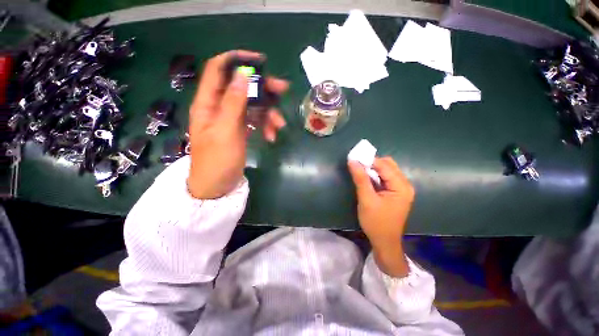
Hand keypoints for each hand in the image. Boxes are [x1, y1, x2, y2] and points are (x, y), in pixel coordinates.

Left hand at [187, 50, 288, 198]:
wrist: (217, 187)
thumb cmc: (217, 161)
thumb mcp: (225, 131)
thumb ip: (233, 103)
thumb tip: (244, 74)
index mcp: (208, 103)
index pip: (218, 70)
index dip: (237, 61)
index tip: (260, 62)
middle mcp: (219, 107)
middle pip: (242, 87)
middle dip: (263, 88)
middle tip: (283, 89)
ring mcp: (232, 119)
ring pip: (253, 105)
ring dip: (268, 113)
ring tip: (279, 126)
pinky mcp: (241, 130)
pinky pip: (255, 121)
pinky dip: (265, 126)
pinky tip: (272, 136)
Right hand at [348, 157, 414, 276]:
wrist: (385, 242)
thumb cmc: (376, 222)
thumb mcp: (366, 199)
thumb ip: (360, 179)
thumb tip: (353, 161)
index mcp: (401, 186)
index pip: (385, 165)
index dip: (369, 160)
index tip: (354, 158)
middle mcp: (405, 185)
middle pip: (388, 165)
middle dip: (372, 163)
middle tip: (357, 167)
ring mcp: (401, 189)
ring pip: (386, 171)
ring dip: (373, 169)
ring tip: (360, 172)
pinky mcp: (396, 193)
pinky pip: (386, 178)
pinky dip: (375, 176)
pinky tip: (367, 180)